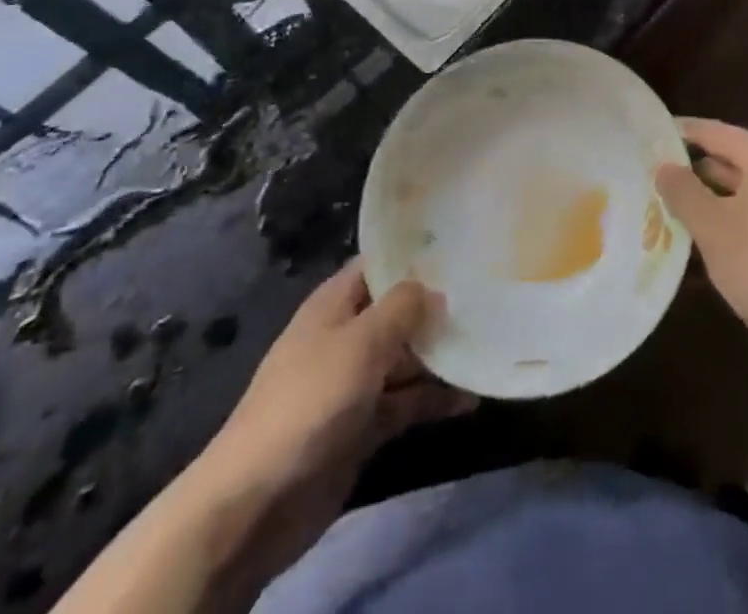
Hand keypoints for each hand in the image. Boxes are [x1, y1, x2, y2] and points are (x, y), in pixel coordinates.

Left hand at [190, 261, 473, 560]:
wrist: (257, 503)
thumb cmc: (311, 400)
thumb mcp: (361, 341)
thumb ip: (402, 307)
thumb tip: (435, 288)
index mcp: (334, 304)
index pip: (378, 264)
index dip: (415, 253)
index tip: (461, 243)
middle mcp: (345, 336)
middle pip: (397, 311)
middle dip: (436, 305)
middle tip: (489, 293)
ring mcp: (353, 383)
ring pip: (406, 358)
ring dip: (441, 355)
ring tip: (490, 342)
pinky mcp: (362, 427)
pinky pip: (405, 402)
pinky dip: (434, 399)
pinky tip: (472, 397)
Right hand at [656, 118, 747, 371]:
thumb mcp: (713, 230)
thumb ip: (684, 193)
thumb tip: (665, 167)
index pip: (716, 132)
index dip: (683, 132)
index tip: (652, 135)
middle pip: (734, 161)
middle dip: (696, 172)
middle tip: (656, 179)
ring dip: (714, 202)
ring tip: (674, 213)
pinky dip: (736, 223)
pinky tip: (712, 248)